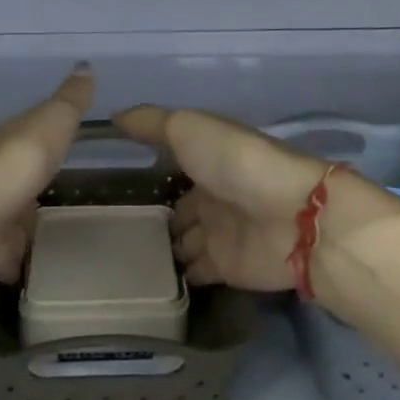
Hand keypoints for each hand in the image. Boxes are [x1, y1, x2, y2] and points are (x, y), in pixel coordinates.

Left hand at [0, 64, 92, 292]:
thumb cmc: (10, 163)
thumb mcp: (49, 123)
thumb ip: (70, 102)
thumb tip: (85, 64)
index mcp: (12, 143)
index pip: (35, 137)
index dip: (53, 139)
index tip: (77, 145)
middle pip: (26, 182)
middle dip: (44, 188)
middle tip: (82, 199)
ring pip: (19, 221)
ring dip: (36, 229)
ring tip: (76, 239)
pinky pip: (13, 261)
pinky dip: (26, 266)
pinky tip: (51, 272)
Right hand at [115, 105, 399, 292]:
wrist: (291, 215)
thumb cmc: (236, 162)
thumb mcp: (189, 128)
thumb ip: (151, 123)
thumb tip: (114, 117)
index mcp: (206, 157)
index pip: (170, 164)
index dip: (147, 169)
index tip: (111, 180)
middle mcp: (211, 193)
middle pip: (175, 207)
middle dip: (150, 216)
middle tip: (107, 229)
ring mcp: (218, 232)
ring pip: (180, 241)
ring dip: (159, 248)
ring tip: (117, 259)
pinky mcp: (225, 268)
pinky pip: (193, 272)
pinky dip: (174, 276)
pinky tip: (143, 282)